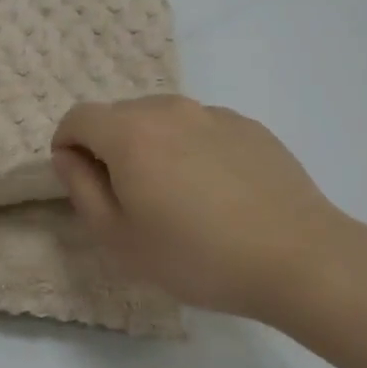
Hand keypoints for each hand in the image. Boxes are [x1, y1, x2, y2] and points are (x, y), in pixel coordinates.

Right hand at [51, 96, 347, 322]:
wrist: (298, 258)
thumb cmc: (196, 256)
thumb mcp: (119, 238)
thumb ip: (81, 189)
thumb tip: (69, 157)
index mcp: (130, 133)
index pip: (78, 118)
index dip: (68, 145)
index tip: (81, 181)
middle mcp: (168, 109)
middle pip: (119, 115)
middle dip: (110, 147)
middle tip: (130, 198)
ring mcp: (213, 114)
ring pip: (162, 119)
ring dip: (152, 146)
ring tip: (178, 196)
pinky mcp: (249, 126)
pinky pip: (201, 128)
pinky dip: (192, 149)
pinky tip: (218, 193)